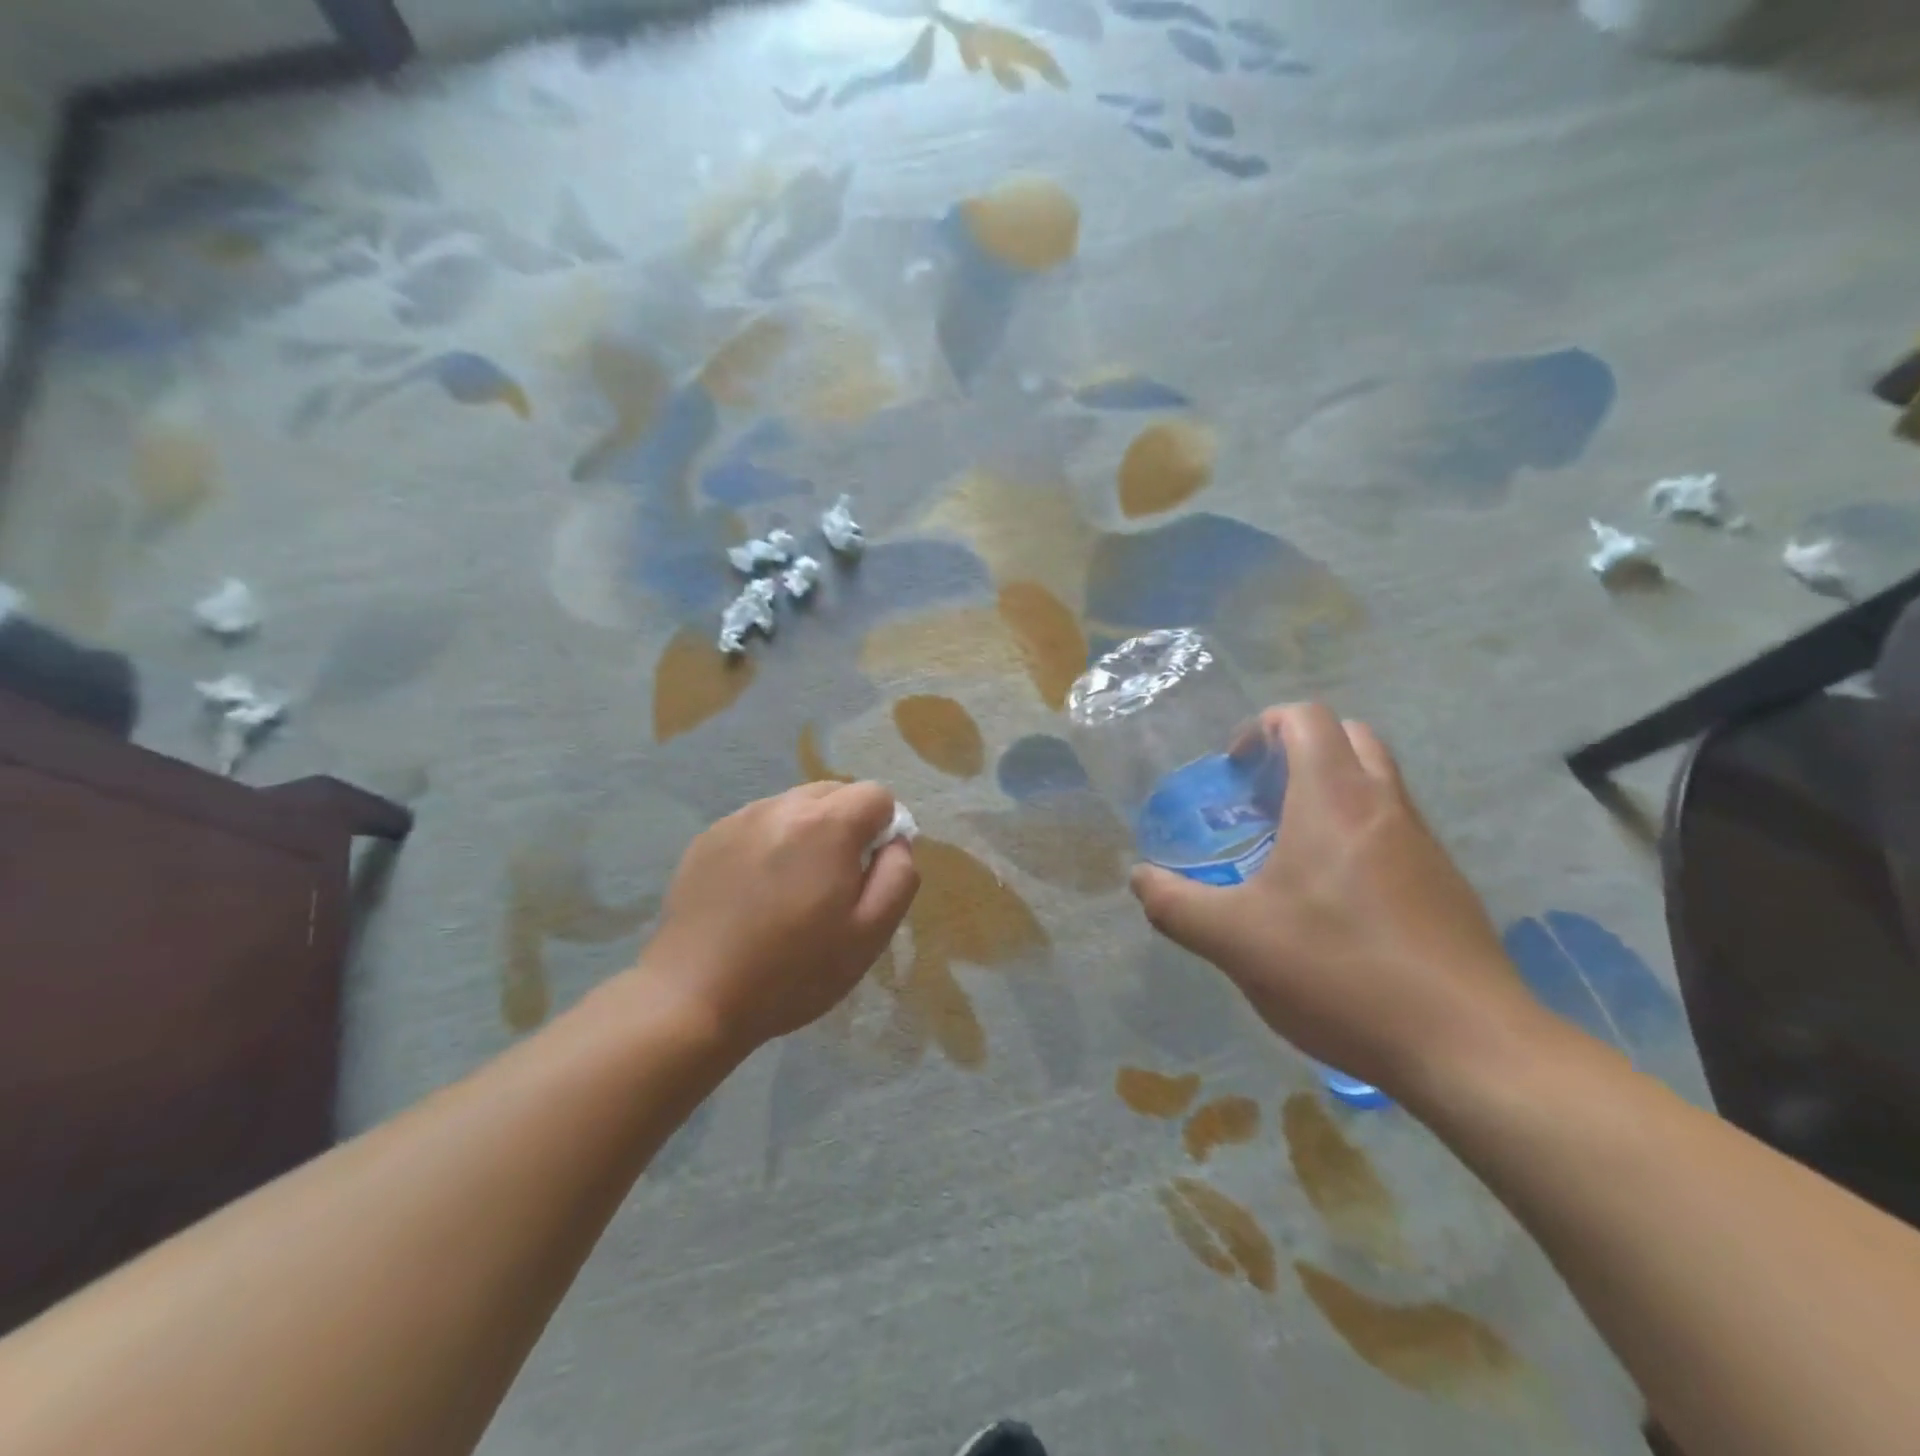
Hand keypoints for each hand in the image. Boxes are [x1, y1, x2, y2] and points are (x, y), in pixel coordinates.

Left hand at [637, 782, 918, 1052]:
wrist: (694, 997)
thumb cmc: (793, 971)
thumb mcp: (870, 934)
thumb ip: (899, 875)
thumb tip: (896, 841)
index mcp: (827, 824)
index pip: (877, 794)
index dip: (884, 830)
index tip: (867, 873)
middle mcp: (782, 805)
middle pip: (834, 792)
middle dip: (845, 826)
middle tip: (832, 883)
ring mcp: (739, 818)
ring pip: (794, 806)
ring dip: (806, 833)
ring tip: (789, 889)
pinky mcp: (707, 838)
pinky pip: (756, 825)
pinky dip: (768, 844)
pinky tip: (753, 893)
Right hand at [1129, 704, 1547, 1100]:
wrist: (1468, 1047)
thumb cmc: (1339, 972)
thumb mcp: (1234, 940)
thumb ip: (1174, 904)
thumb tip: (1140, 880)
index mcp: (1334, 799)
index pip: (1306, 718)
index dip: (1263, 726)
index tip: (1235, 768)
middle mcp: (1385, 806)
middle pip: (1349, 737)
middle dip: (1300, 750)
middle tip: (1263, 796)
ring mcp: (1425, 845)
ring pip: (1378, 783)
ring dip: (1332, 791)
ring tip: (1290, 848)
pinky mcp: (1446, 886)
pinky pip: (1395, 830)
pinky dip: (1359, 834)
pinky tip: (1335, 900)